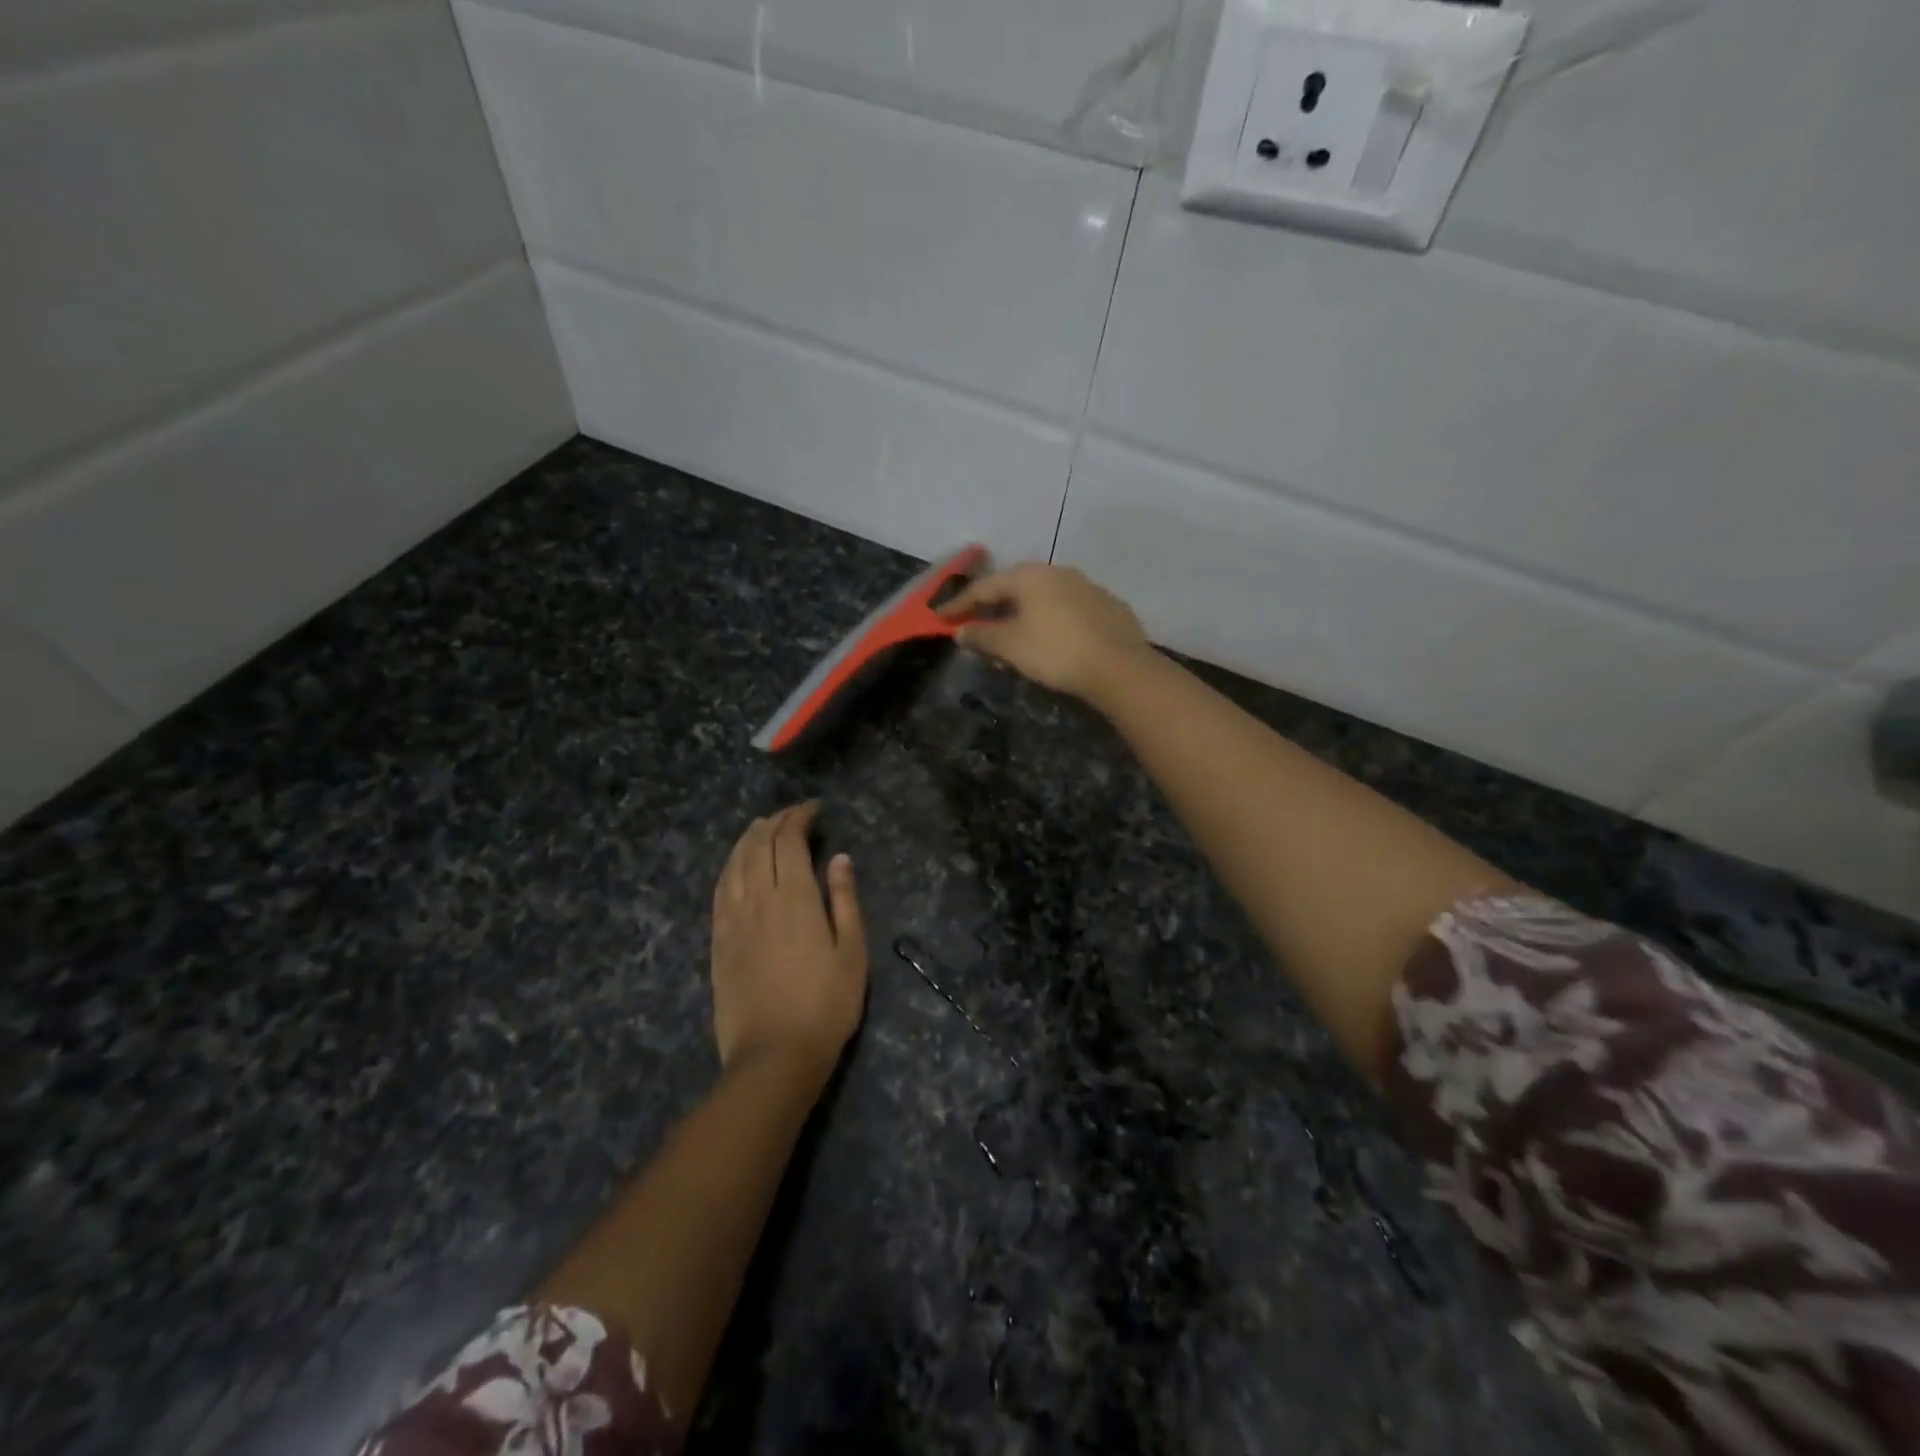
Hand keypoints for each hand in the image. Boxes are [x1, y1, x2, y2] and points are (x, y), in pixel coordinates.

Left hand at [710, 803, 867, 1081]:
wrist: (774, 1055)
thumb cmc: (826, 1005)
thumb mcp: (852, 952)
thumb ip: (844, 900)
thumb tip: (839, 858)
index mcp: (794, 898)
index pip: (789, 841)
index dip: (799, 818)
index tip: (813, 809)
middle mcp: (758, 899)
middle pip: (759, 846)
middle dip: (775, 822)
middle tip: (791, 815)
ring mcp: (733, 920)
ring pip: (735, 864)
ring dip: (748, 839)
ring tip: (761, 827)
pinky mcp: (718, 941)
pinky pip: (719, 890)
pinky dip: (729, 867)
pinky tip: (735, 865)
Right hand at [942, 563, 1150, 703]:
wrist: (1120, 668)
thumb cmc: (1056, 652)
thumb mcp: (1010, 646)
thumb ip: (981, 635)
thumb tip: (960, 631)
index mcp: (1031, 576)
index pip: (985, 587)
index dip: (959, 603)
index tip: (940, 616)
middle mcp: (1058, 572)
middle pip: (1015, 588)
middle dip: (992, 608)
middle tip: (974, 626)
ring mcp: (1087, 587)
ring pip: (1042, 599)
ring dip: (1021, 616)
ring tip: (1010, 638)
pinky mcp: (1107, 607)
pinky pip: (1065, 611)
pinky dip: (1048, 622)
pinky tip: (1047, 641)